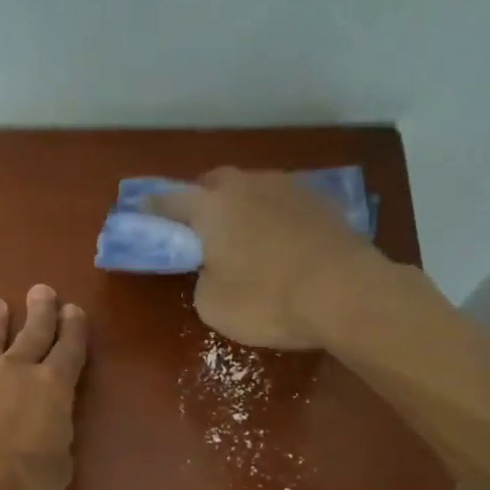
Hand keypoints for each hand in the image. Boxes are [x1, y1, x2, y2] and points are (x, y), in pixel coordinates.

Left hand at [0, 285, 87, 489]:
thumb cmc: (22, 482)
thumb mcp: (58, 471)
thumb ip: (55, 446)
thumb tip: (46, 438)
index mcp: (53, 388)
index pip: (69, 351)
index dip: (74, 331)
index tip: (73, 310)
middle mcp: (16, 376)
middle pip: (32, 336)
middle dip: (40, 313)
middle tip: (41, 290)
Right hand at [144, 168, 388, 349]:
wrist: (348, 294)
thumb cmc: (268, 300)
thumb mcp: (212, 305)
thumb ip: (202, 279)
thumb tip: (214, 269)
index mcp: (210, 207)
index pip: (168, 201)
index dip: (151, 210)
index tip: (141, 215)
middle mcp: (246, 185)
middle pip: (213, 184)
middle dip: (201, 202)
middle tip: (198, 229)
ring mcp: (288, 188)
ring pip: (252, 190)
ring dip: (241, 207)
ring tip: (243, 236)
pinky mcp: (322, 202)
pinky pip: (283, 204)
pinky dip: (273, 218)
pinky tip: (280, 242)